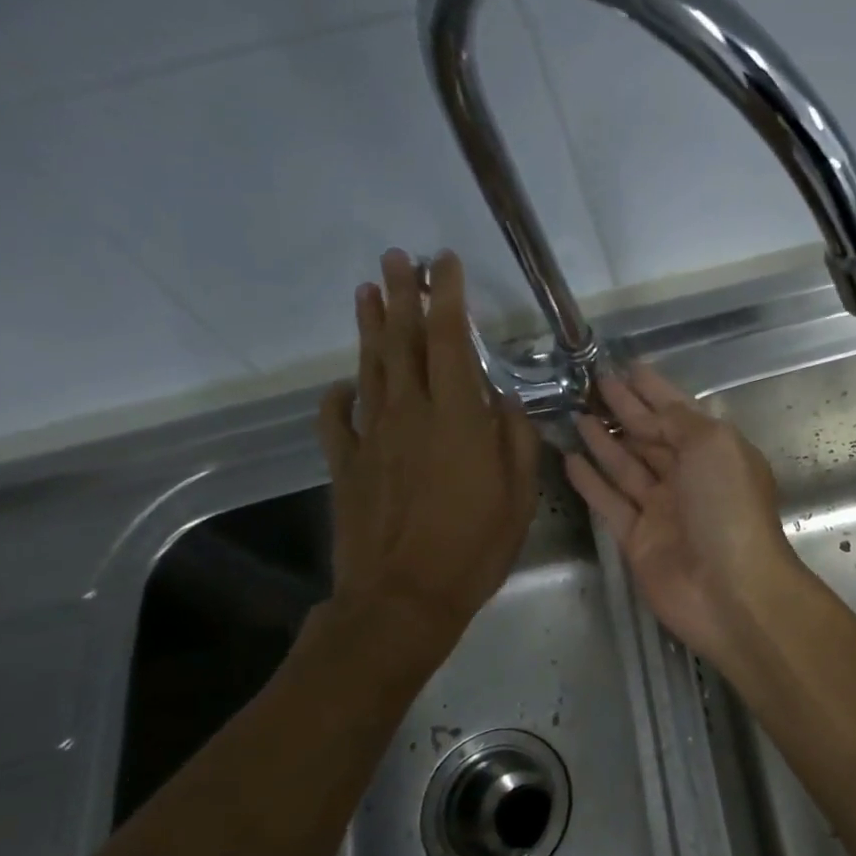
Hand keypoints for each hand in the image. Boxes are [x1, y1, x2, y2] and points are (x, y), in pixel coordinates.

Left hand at [317, 249, 539, 651]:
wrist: (403, 597)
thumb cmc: (474, 547)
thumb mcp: (518, 496)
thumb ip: (515, 440)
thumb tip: (505, 401)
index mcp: (457, 418)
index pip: (448, 341)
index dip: (446, 298)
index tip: (444, 264)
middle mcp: (409, 414)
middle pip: (402, 342)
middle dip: (401, 296)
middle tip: (395, 258)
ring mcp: (371, 437)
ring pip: (369, 369)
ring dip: (370, 328)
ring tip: (368, 292)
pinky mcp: (346, 464)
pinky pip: (336, 418)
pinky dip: (339, 395)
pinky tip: (343, 383)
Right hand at [564, 365, 798, 664]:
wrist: (730, 590)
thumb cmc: (728, 508)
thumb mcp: (713, 445)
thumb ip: (679, 421)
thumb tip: (654, 409)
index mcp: (715, 453)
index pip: (678, 413)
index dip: (653, 390)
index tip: (625, 366)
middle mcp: (689, 479)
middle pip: (651, 438)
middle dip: (625, 411)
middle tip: (591, 384)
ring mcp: (662, 511)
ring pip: (627, 468)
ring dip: (604, 442)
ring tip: (576, 414)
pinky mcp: (638, 540)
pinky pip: (609, 504)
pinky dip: (591, 483)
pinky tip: (569, 459)